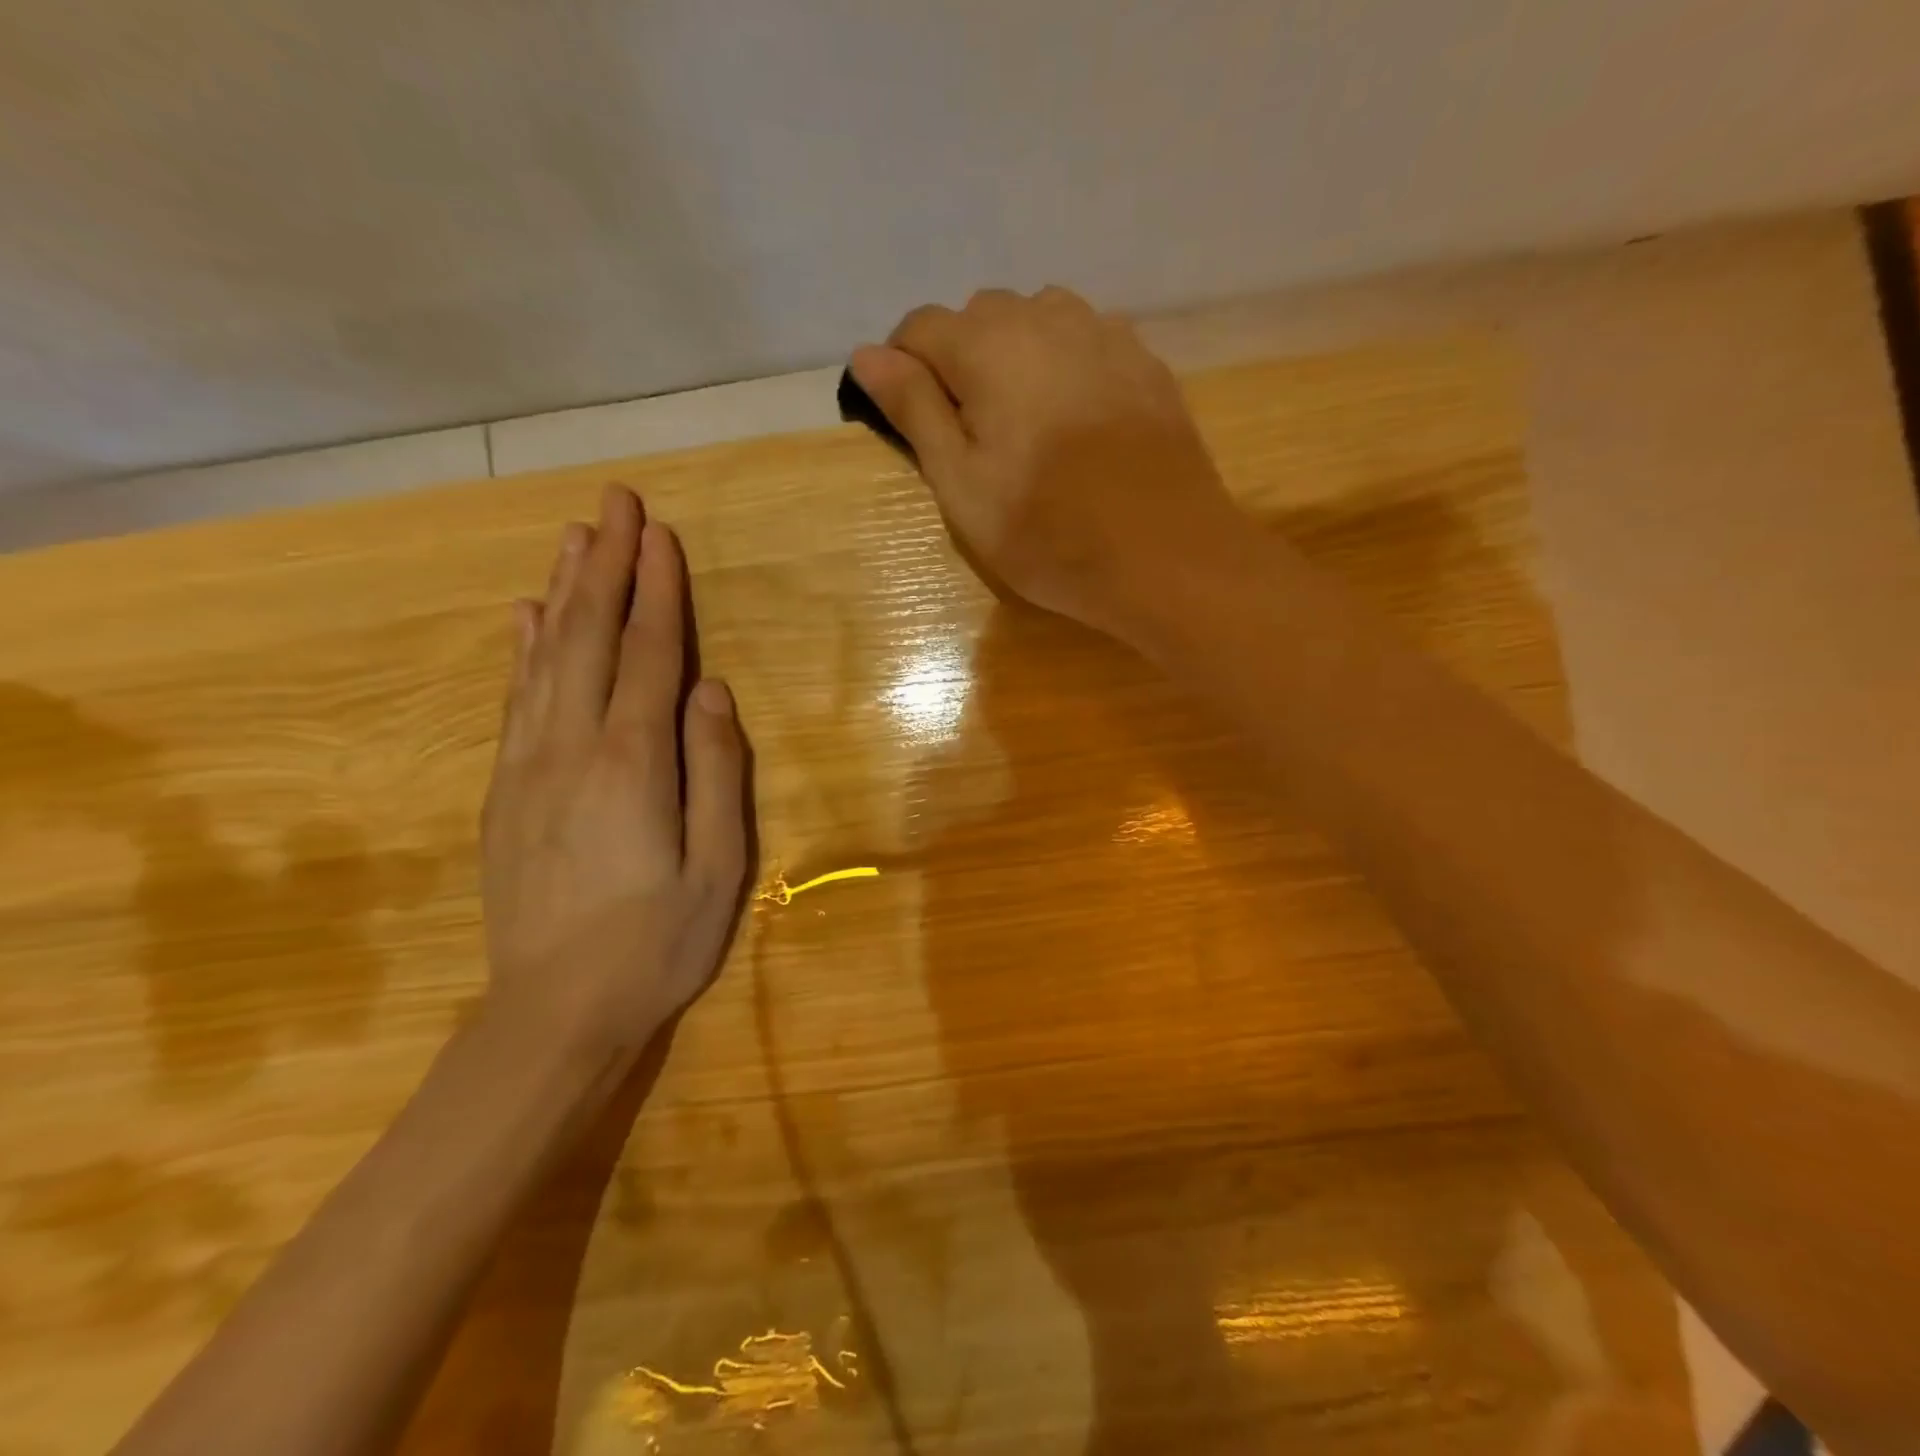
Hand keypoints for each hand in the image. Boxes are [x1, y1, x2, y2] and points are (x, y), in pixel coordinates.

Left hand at [480, 485, 748, 1061]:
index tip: (660, 534)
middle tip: (616, 503)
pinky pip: (516, 701)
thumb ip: (718, 772)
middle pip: (590, 637)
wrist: (555, 1012)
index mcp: (634, 763)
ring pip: (546, 658)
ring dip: (563, 591)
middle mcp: (573, 747)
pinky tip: (526, 617)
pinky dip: (524, 650)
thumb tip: (712, 691)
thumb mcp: (719, 867)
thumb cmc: (659, 942)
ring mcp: (530, 767)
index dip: (657, 591)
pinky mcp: (506, 791)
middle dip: (606, 565)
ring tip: (573, 536)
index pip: (649, 655)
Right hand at [847, 286, 1244, 643]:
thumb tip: (867, 354)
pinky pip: (1085, 342)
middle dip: (961, 364)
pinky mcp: (1144, 361)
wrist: (1164, 555)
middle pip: (978, 318)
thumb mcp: (962, 484)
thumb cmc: (1047, 533)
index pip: (919, 328)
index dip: (903, 370)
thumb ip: (914, 410)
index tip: (911, 423)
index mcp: (987, 346)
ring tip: (1025, 426)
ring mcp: (1103, 333)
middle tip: (973, 439)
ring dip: (1014, 359)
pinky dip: (1064, 367)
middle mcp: (1044, 318)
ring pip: (1036, 322)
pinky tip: (1076, 420)